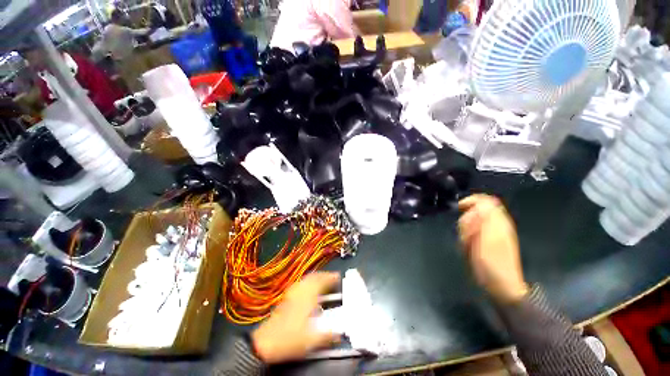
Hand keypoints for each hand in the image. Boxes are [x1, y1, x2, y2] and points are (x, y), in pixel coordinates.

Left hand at [251, 272, 340, 363]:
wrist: (265, 342)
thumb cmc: (289, 339)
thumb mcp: (311, 340)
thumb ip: (328, 336)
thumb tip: (340, 334)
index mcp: (307, 297)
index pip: (321, 282)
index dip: (330, 277)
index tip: (338, 276)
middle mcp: (299, 292)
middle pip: (313, 277)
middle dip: (324, 275)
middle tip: (332, 276)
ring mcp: (292, 293)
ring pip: (306, 279)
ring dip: (316, 277)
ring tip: (323, 280)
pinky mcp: (286, 298)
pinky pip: (300, 284)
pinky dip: (308, 282)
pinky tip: (308, 288)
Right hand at [458, 194, 528, 303]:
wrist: (500, 285)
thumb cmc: (493, 262)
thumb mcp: (488, 238)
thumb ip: (485, 218)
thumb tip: (480, 202)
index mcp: (498, 221)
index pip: (486, 200)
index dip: (471, 200)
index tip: (459, 208)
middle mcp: (496, 225)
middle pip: (475, 210)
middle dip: (466, 220)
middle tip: (466, 234)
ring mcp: (491, 234)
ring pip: (471, 222)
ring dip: (465, 230)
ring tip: (467, 243)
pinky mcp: (486, 242)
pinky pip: (471, 232)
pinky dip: (466, 237)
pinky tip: (468, 247)